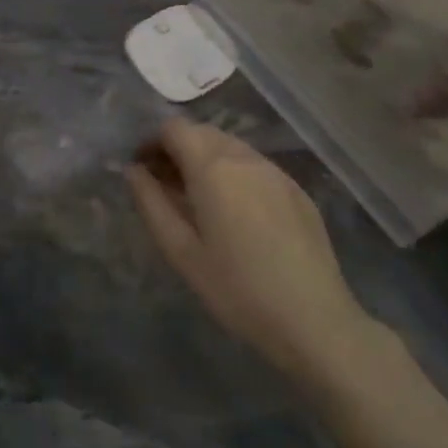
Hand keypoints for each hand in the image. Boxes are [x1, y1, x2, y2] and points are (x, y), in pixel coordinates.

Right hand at [126, 118, 374, 381]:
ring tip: (197, 199)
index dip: (152, 141)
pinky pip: (254, 166)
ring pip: (230, 147)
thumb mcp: (181, 251)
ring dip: (206, 159)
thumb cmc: (236, 288)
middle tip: (164, 185)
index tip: (142, 169)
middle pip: (202, 132)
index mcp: (213, 167)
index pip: (174, 128)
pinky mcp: (296, 190)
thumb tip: (133, 171)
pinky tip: (235, 213)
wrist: (314, 320)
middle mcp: (245, 158)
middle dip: (177, 149)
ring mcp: (276, 171)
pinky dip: (233, 173)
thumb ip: (151, 203)